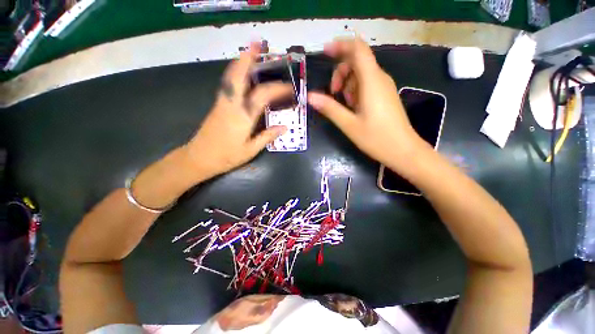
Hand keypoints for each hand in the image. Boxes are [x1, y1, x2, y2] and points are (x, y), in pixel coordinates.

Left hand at [185, 42, 291, 179]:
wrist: (199, 158)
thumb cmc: (227, 156)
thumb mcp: (251, 150)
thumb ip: (268, 136)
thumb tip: (284, 127)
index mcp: (242, 117)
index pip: (263, 95)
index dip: (277, 89)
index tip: (289, 88)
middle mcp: (231, 105)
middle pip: (239, 76)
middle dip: (248, 58)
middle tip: (257, 44)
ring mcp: (222, 103)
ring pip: (230, 77)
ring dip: (240, 62)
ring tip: (249, 52)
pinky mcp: (217, 105)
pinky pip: (227, 84)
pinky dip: (235, 74)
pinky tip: (240, 73)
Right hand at [308, 37, 424, 169]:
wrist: (403, 150)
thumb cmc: (376, 138)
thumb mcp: (349, 124)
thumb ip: (330, 108)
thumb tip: (310, 97)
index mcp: (372, 81)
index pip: (358, 49)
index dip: (341, 45)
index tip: (325, 52)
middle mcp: (379, 78)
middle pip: (357, 61)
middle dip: (340, 73)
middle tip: (333, 93)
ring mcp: (383, 87)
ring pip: (361, 74)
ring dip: (347, 85)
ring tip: (346, 106)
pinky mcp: (384, 95)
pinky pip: (367, 84)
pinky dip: (355, 91)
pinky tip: (354, 108)